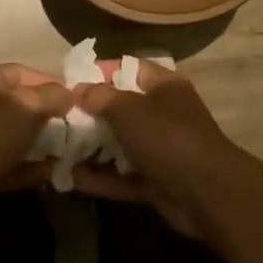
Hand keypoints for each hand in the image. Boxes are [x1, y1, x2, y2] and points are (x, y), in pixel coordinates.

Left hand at [0, 64, 72, 226]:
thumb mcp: (27, 107)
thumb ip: (53, 96)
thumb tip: (69, 95)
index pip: (25, 73)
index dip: (52, 83)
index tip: (79, 100)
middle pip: (22, 106)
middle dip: (51, 117)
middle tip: (77, 129)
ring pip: (17, 137)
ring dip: (43, 145)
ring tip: (70, 153)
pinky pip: (10, 164)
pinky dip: (30, 169)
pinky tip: (53, 174)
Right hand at [71, 60, 240, 234]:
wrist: (207, 194)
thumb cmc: (168, 138)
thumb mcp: (130, 110)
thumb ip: (101, 97)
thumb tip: (78, 89)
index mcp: (164, 87)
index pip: (128, 69)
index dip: (100, 72)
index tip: (68, 81)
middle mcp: (163, 114)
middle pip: (121, 108)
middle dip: (89, 114)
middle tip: (55, 118)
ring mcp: (160, 150)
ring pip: (119, 144)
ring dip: (91, 149)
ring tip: (55, 149)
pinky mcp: (156, 181)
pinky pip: (122, 176)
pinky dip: (100, 178)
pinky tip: (69, 179)